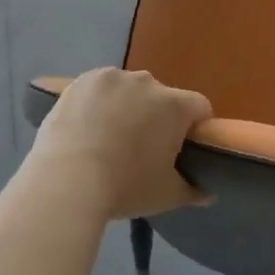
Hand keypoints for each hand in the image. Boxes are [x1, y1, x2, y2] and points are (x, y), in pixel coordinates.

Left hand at [29, 69, 212, 220]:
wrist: (66, 182)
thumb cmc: (125, 187)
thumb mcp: (167, 196)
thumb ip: (194, 191)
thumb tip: (208, 193)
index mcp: (175, 106)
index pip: (200, 107)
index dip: (195, 127)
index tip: (182, 149)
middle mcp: (148, 82)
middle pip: (163, 97)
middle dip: (157, 117)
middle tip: (141, 148)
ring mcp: (112, 78)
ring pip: (130, 90)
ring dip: (127, 106)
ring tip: (108, 137)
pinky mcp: (82, 81)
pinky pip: (100, 88)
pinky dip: (98, 102)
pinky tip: (86, 125)